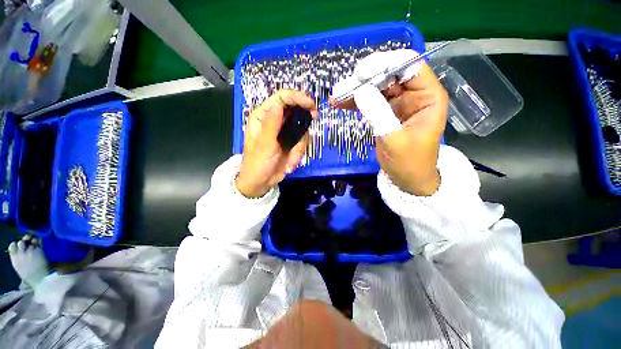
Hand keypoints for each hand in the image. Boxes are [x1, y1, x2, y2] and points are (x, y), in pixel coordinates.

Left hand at [236, 90, 317, 197]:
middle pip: (295, 110)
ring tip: (291, 159)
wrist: (261, 182)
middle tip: (315, 117)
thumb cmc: (258, 163)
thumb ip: (272, 124)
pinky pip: (301, 142)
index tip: (310, 103)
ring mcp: (284, 132)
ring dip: (299, 145)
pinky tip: (290, 163)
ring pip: (301, 128)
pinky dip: (299, 153)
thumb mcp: (265, 145)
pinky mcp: (290, 142)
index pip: (281, 99)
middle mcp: (274, 121)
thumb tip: (279, 104)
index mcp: (263, 117)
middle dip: (305, 117)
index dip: (297, 97)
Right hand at [333, 50, 447, 195]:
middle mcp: (414, 94)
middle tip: (341, 88)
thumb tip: (359, 90)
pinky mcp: (385, 112)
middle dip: (364, 80)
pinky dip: (354, 102)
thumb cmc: (408, 163)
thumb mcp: (394, 140)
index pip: (409, 66)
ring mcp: (398, 103)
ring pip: (375, 87)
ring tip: (336, 97)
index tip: (360, 74)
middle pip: (388, 75)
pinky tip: (339, 103)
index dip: (384, 64)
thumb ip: (378, 114)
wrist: (406, 179)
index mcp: (428, 96)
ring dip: (355, 91)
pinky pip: (369, 101)